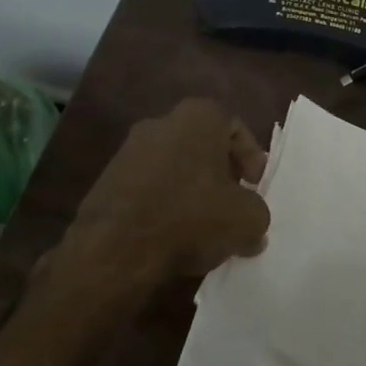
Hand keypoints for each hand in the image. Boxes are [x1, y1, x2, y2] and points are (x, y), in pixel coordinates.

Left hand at [68, 99, 270, 281]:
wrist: (116, 248)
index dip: (251, 157)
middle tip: (233, 203)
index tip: (254, 186)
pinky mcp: (108, 178)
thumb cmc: (191, 218)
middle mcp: (161, 122)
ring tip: (204, 225)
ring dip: (192, 190)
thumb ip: (258, 214)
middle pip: (203, 145)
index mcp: (198, 117)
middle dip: (221, 173)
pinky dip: (165, 203)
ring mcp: (129, 149)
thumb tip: (252, 228)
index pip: (234, 127)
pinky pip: (149, 185)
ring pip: (175, 165)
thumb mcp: (247, 219)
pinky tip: (173, 233)